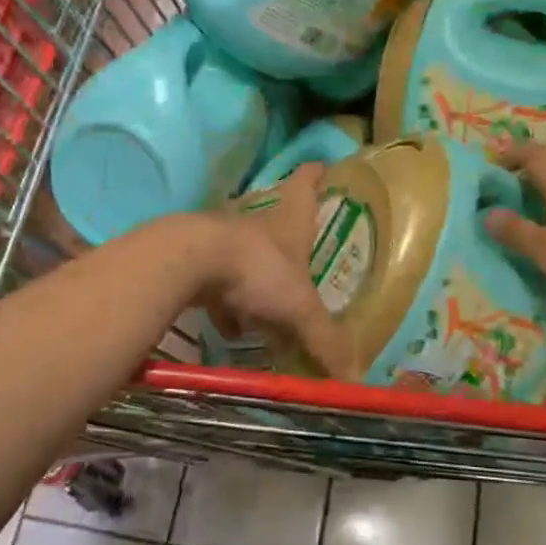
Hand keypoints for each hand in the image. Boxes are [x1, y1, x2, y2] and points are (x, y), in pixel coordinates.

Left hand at [193, 165, 354, 378]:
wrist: (189, 263)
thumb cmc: (257, 270)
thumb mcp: (299, 308)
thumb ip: (325, 341)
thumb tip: (355, 381)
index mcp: (289, 222)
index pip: (305, 186)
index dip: (313, 176)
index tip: (320, 163)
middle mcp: (259, 225)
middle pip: (277, 222)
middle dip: (288, 237)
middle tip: (303, 252)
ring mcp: (227, 243)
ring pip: (248, 257)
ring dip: (257, 279)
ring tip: (270, 310)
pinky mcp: (200, 263)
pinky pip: (221, 287)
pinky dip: (228, 308)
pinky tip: (232, 330)